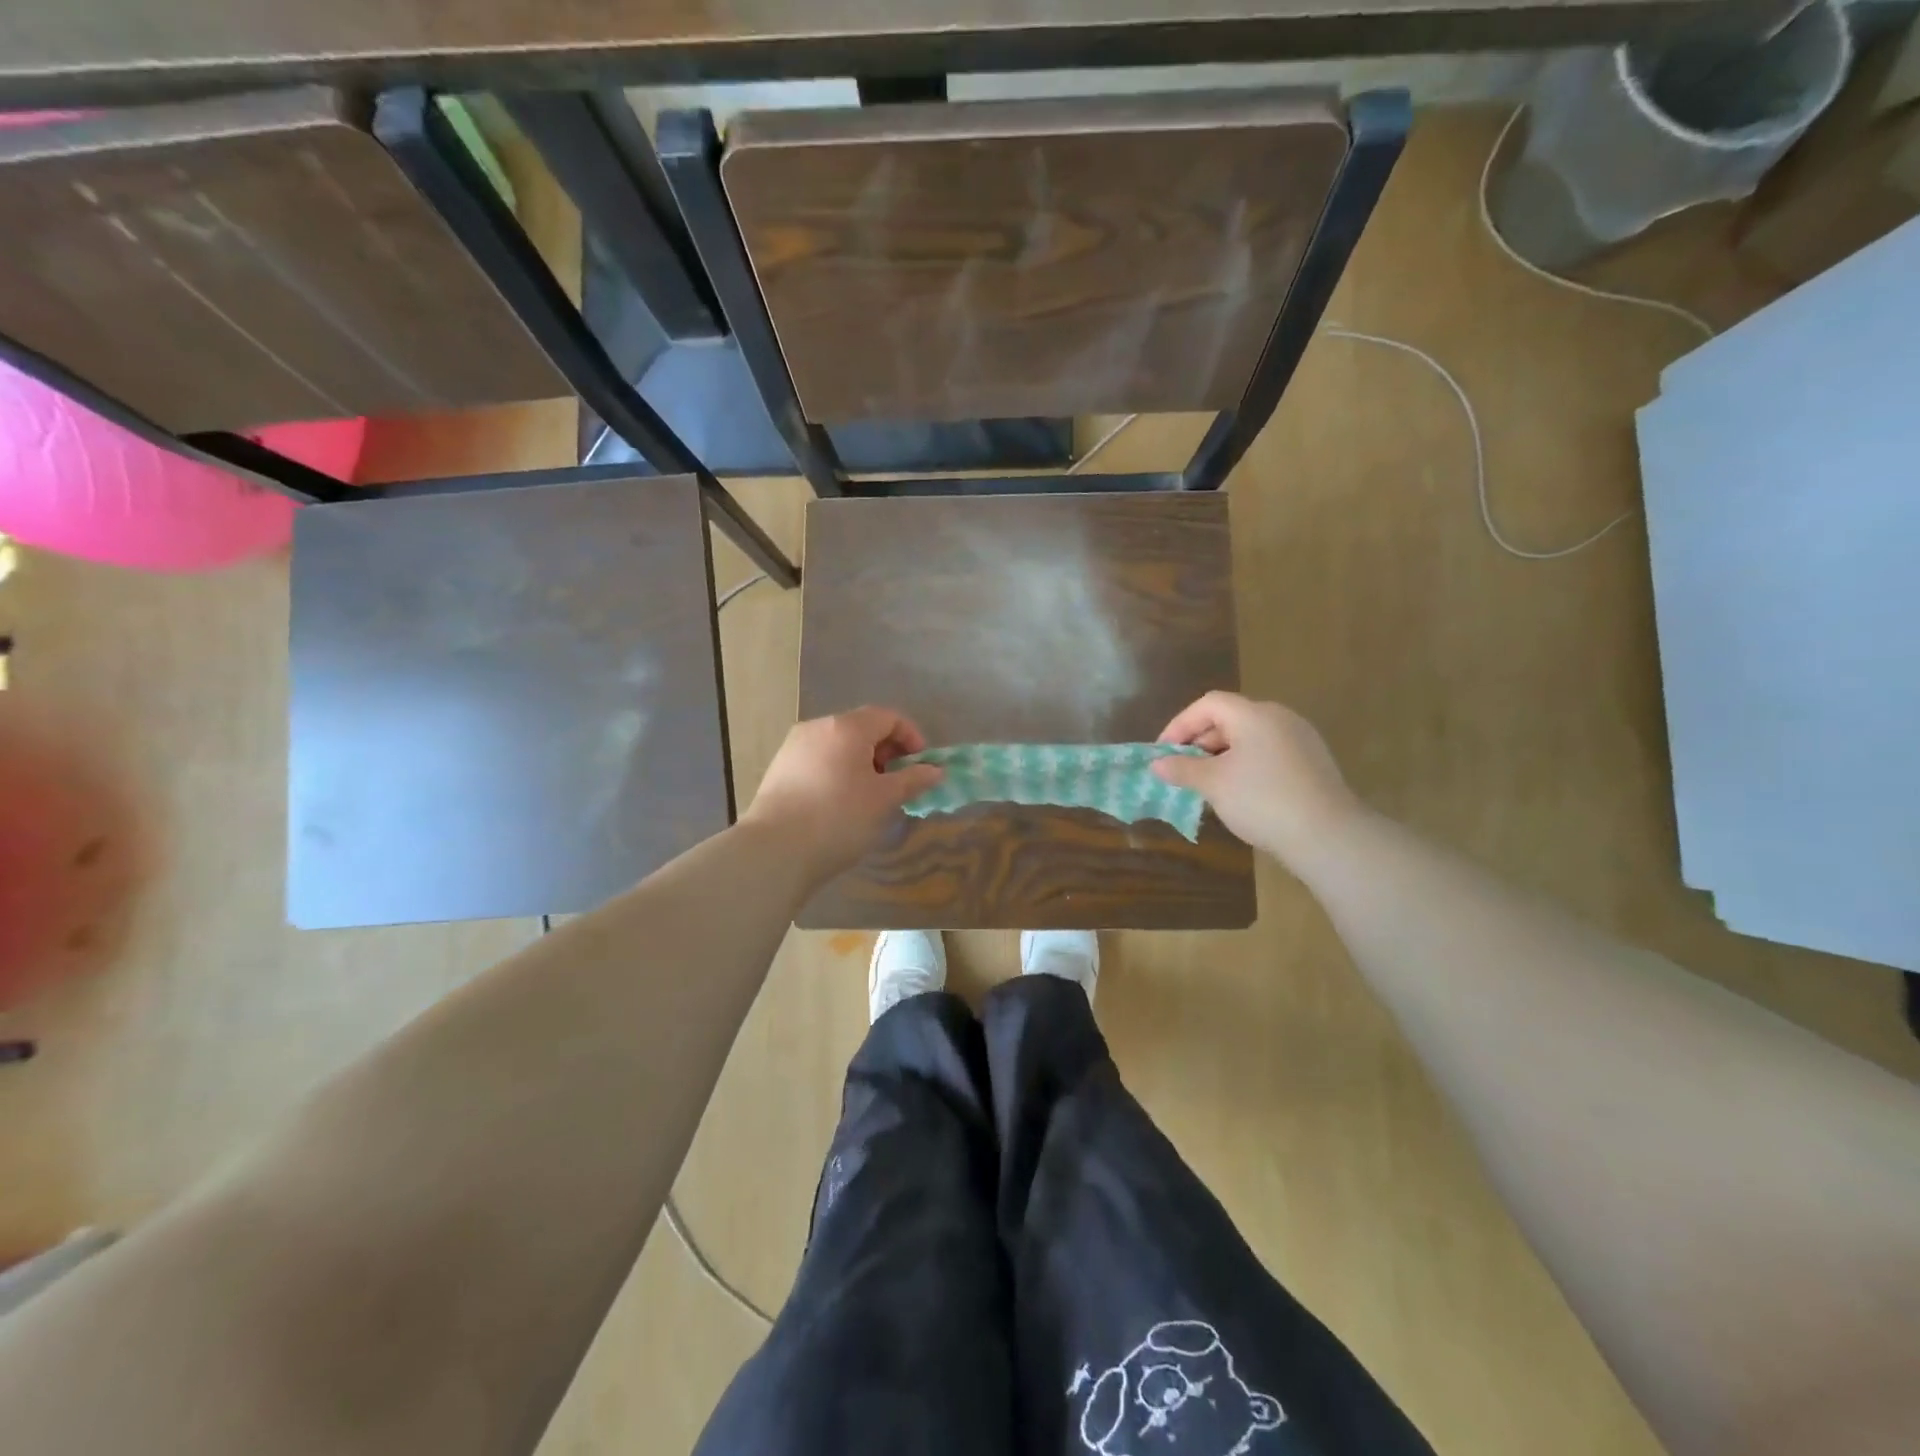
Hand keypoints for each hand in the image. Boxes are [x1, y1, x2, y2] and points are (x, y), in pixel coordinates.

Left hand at [741, 707, 943, 880]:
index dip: (911, 737)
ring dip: (862, 763)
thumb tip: (936, 771)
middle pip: (862, 728)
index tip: (921, 767)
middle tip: (898, 784)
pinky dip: (839, 772)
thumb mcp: (884, 800)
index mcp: (846, 727)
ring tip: (871, 797)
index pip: (888, 717)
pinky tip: (841, 804)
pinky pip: (819, 761)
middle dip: (887, 751)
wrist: (775, 851)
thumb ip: (913, 780)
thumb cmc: (839, 818)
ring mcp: (794, 747)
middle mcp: (818, 728)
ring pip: (839, 746)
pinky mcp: (779, 769)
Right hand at [1152, 691, 1361, 870]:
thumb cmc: (1261, 800)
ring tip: (1207, 783)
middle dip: (1200, 741)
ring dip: (1222, 755)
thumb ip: (1182, 769)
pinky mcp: (1313, 762)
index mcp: (1254, 715)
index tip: (1163, 752)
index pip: (1208, 704)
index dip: (1180, 724)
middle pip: (1230, 718)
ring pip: (1250, 737)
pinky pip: (1268, 752)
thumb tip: (1157, 764)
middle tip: (1182, 770)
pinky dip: (1246, 764)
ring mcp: (1301, 739)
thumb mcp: (1213, 784)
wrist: (1327, 835)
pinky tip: (1239, 792)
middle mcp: (1279, 718)